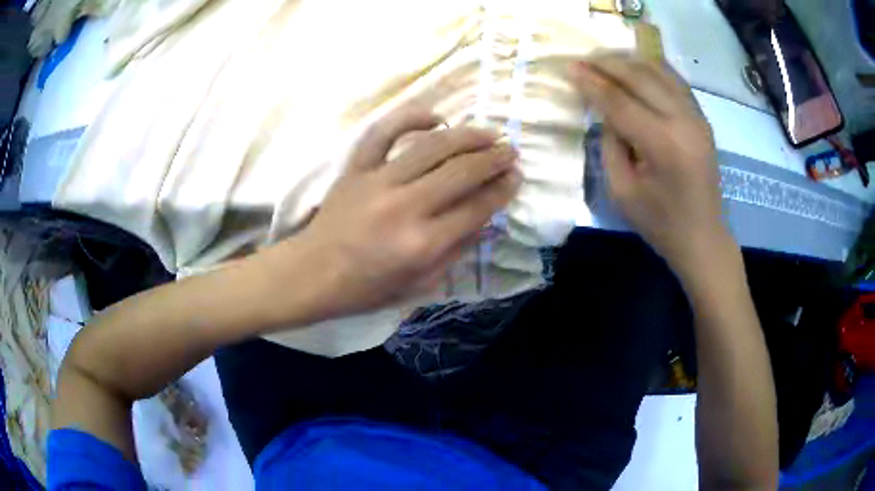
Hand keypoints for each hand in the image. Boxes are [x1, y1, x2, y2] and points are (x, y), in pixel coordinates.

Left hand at [283, 103, 520, 317]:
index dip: (502, 189)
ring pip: (432, 146)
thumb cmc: (366, 288)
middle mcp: (405, 207)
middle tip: (510, 151)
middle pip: (462, 171)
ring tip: (488, 133)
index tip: (516, 177)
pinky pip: (384, 132)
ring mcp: (378, 181)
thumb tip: (485, 220)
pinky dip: (411, 117)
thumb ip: (456, 251)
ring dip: (467, 136)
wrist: (313, 273)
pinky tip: (435, 117)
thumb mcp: (420, 284)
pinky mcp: (356, 168)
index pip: (476, 207)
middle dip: (494, 158)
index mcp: (423, 244)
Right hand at [570, 53, 730, 274]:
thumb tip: (604, 108)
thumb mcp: (621, 190)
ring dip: (629, 61)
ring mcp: (696, 116)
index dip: (591, 82)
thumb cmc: (659, 222)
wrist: (702, 237)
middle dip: (607, 63)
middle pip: (640, 76)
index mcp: (662, 144)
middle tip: (583, 58)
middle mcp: (683, 121)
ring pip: (659, 71)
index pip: (619, 100)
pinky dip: (652, 69)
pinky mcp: (701, 118)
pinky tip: (635, 67)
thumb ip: (610, 143)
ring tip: (605, 60)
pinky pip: (674, 81)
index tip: (569, 67)